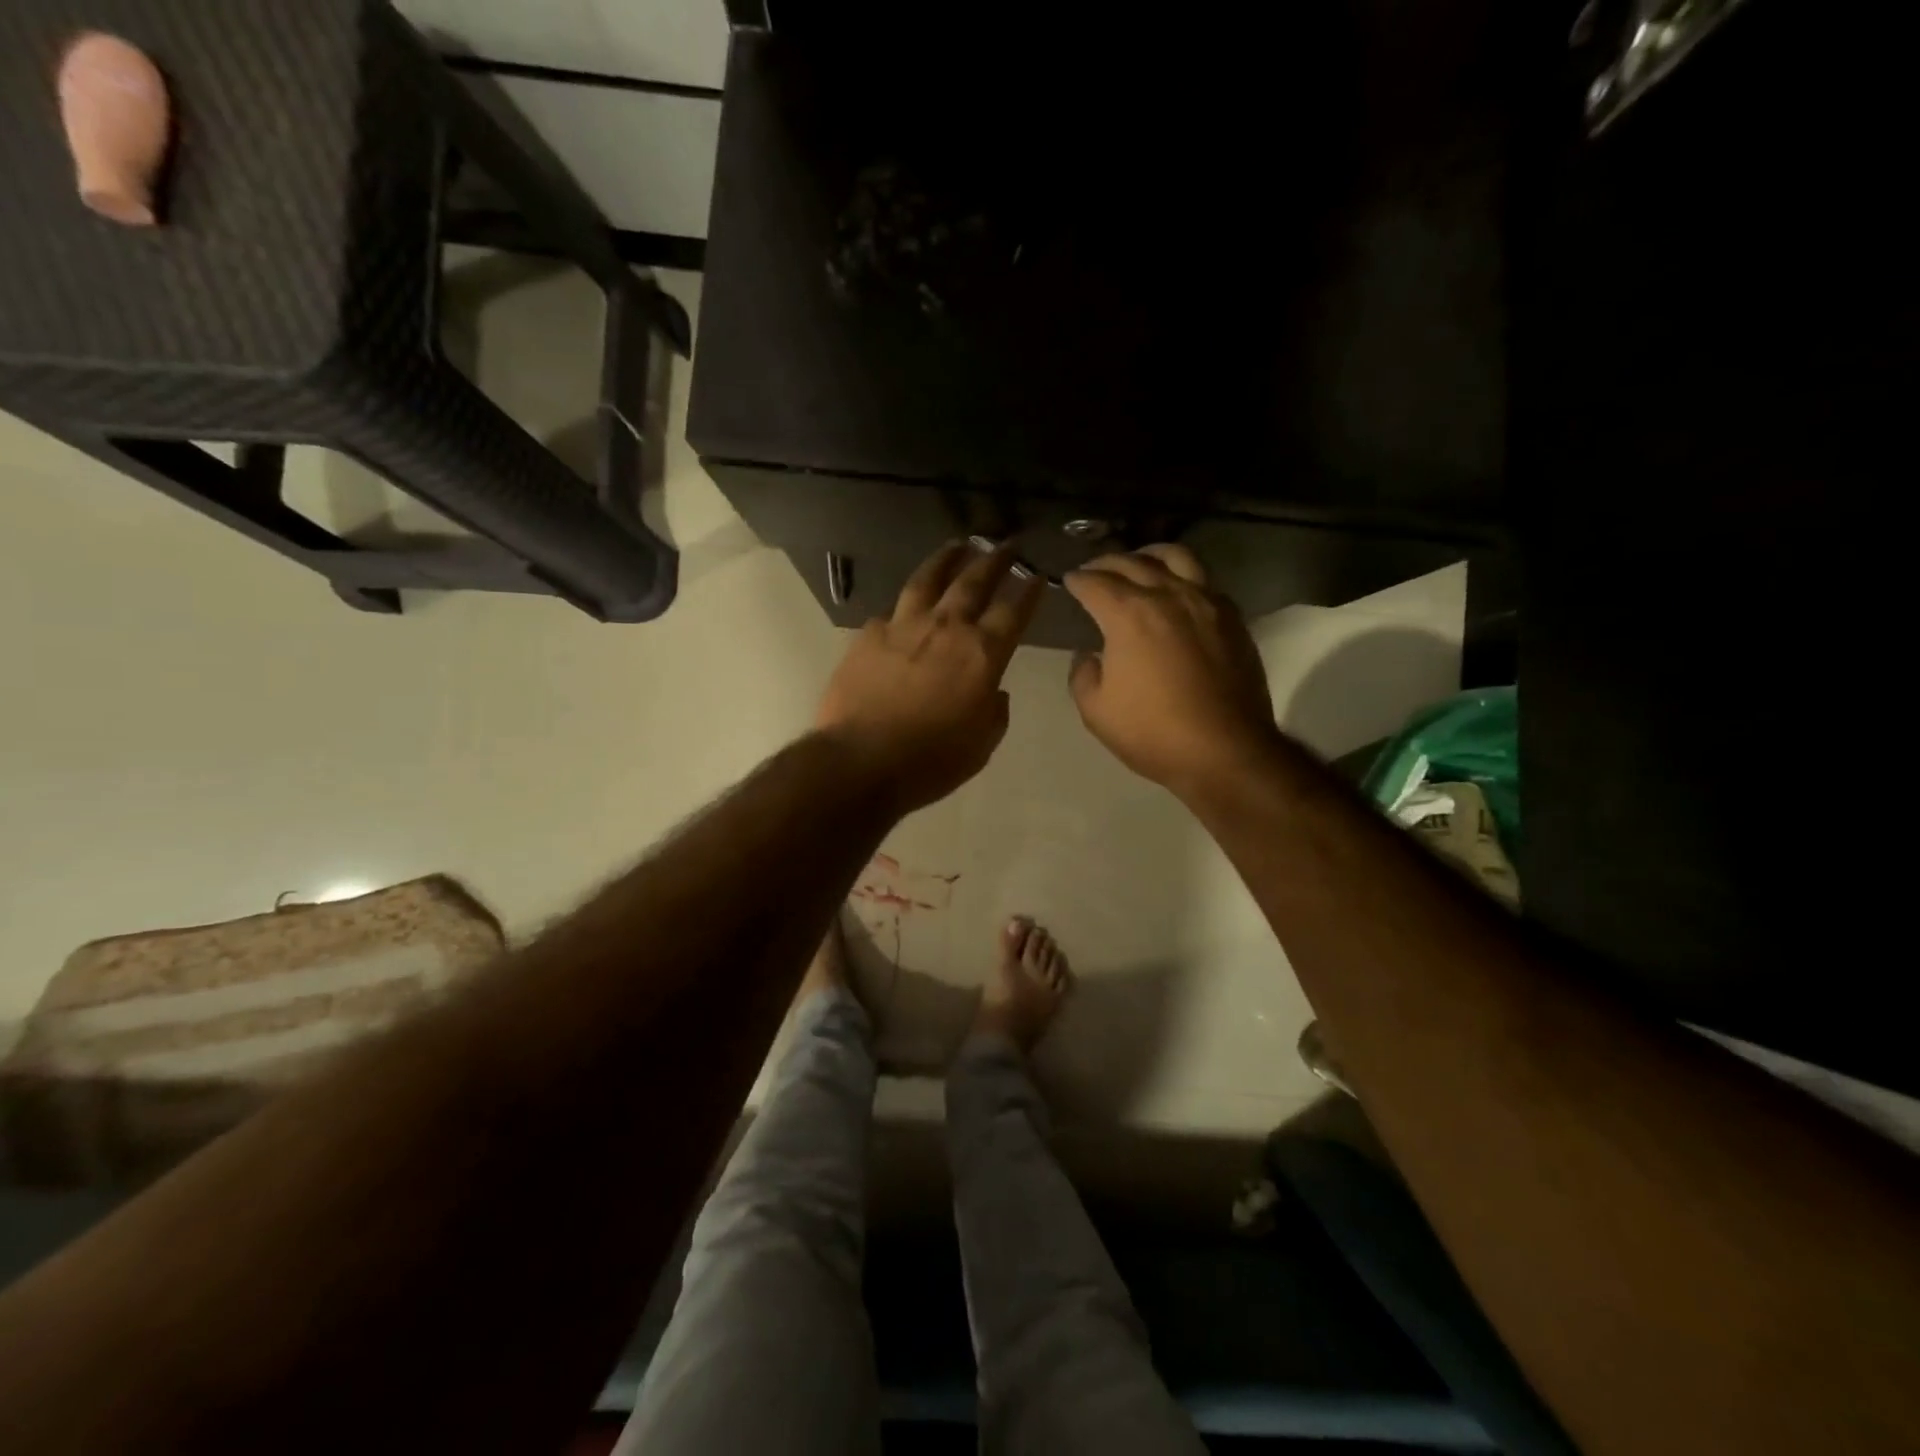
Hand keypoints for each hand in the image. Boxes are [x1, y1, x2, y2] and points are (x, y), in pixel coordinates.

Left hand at [817, 541, 1042, 813]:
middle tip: (1006, 544)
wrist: (861, 760)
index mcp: (982, 654)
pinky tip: (905, 603)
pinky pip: (891, 611)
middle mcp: (945, 628)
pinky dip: (905, 604)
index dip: (1029, 591)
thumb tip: (995, 692)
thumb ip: (994, 711)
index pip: (1013, 611)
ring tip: (957, 546)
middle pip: (974, 582)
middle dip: (994, 560)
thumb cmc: (931, 761)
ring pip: (928, 580)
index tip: (1037, 575)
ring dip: (946, 560)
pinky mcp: (868, 635)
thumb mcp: (981, 745)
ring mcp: (903, 626)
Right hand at [1065, 544, 1278, 794]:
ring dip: (1150, 555)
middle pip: (1132, 562)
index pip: (1095, 583)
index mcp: (1128, 615)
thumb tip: (1090, 656)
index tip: (1069, 582)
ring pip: (1176, 557)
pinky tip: (1178, 591)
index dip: (1077, 581)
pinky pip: (1205, 581)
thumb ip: (1083, 675)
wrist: (1225, 750)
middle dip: (1106, 563)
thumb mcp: (1096, 711)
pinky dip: (1183, 576)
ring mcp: (1205, 602)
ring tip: (1140, 563)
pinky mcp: (1232, 617)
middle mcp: (1167, 596)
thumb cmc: (1153, 732)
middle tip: (1094, 570)